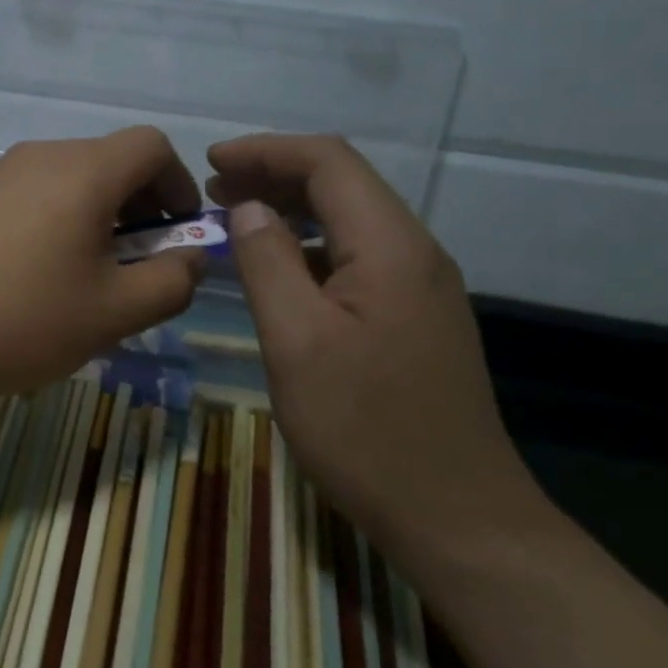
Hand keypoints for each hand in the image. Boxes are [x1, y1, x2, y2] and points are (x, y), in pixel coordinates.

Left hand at [0, 127, 206, 404]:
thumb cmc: (18, 320)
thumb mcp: (112, 314)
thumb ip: (170, 282)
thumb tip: (192, 257)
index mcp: (83, 172)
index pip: (152, 146)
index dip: (179, 184)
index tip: (178, 232)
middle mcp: (39, 155)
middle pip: (108, 161)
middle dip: (138, 206)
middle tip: (136, 263)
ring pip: (66, 179)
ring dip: (94, 216)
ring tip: (84, 275)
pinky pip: (28, 195)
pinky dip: (52, 220)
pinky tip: (30, 275)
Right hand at [207, 133, 548, 569]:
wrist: (456, 517)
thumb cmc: (365, 430)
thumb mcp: (296, 342)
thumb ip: (268, 262)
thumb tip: (248, 208)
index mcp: (390, 246)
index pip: (327, 162)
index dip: (266, 150)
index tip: (211, 160)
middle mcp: (414, 252)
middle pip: (342, 184)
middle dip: (275, 174)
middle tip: (214, 190)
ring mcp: (421, 287)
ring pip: (350, 221)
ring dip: (291, 210)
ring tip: (236, 220)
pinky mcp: (416, 317)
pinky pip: (358, 257)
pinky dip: (311, 247)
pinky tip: (280, 270)